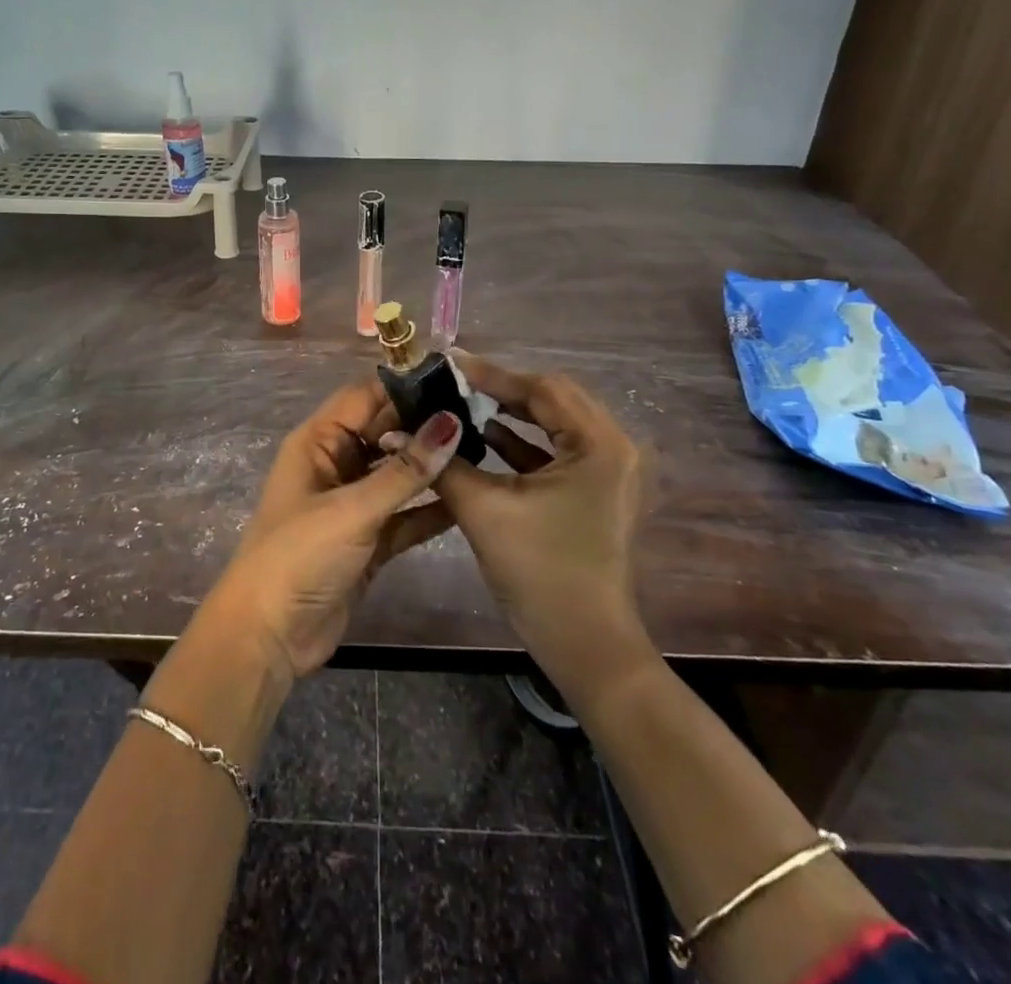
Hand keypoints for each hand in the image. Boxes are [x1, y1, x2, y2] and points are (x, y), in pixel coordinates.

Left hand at [210, 383, 462, 683]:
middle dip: (427, 425)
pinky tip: (469, 501)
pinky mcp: (369, 540)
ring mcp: (353, 503)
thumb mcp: (353, 509)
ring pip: (398, 474)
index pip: (366, 397)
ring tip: (486, 450)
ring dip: (433, 467)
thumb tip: (451, 422)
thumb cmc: (299, 556)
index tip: (457, 380)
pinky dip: (431, 509)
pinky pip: (405, 515)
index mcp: (319, 442)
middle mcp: (336, 464)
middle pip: (386, 432)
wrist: (268, 638)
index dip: (406, 386)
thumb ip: (405, 471)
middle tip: (483, 415)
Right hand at [430, 355, 648, 668]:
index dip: (492, 374)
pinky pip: (557, 450)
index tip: (448, 363)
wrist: (586, 648)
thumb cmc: (540, 573)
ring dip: (512, 414)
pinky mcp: (597, 491)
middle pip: (552, 399)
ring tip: (463, 403)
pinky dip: (523, 443)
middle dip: (502, 389)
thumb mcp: (484, 511)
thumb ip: (442, 463)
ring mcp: (609, 471)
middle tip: (455, 381)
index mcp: (598, 444)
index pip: (542, 389)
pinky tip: (486, 438)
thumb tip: (398, 429)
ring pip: (554, 424)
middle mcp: (613, 447)